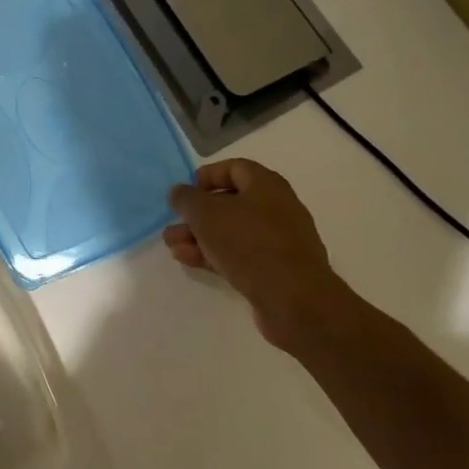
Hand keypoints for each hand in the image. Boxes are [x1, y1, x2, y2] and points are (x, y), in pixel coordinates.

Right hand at [165, 159, 345, 349]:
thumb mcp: (206, 213)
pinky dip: (215, 254)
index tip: (185, 192)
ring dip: (200, 237)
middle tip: (174, 224)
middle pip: (230, 203)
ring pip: (232, 231)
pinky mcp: (277, 270)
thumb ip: (186, 198)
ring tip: (174, 246)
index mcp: (266, 185)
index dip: (207, 176)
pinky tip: (190, 261)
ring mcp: (279, 241)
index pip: (234, 168)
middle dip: (197, 214)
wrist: (294, 300)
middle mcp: (276, 207)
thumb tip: (179, 193)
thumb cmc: (249, 243)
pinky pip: (241, 254)